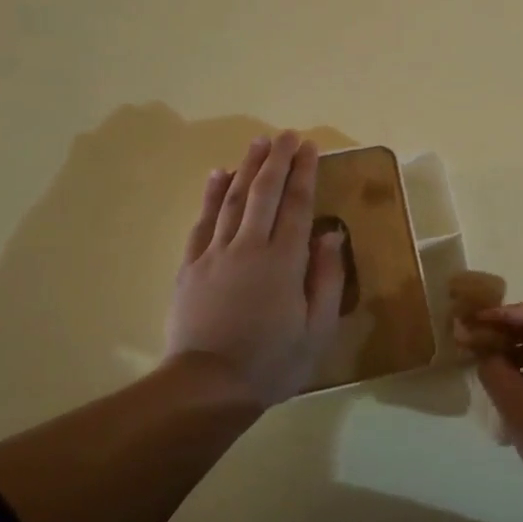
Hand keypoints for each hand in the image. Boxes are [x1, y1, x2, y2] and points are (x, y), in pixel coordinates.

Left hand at [166, 132, 345, 406]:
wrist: (207, 386)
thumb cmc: (272, 361)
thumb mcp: (317, 328)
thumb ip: (326, 277)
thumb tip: (331, 233)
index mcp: (284, 261)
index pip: (298, 205)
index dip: (305, 173)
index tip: (310, 147)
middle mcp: (249, 246)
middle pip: (265, 193)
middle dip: (278, 160)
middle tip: (287, 135)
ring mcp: (215, 253)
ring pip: (232, 199)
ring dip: (247, 167)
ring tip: (259, 142)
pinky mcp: (191, 265)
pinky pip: (203, 221)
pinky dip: (211, 194)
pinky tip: (218, 175)